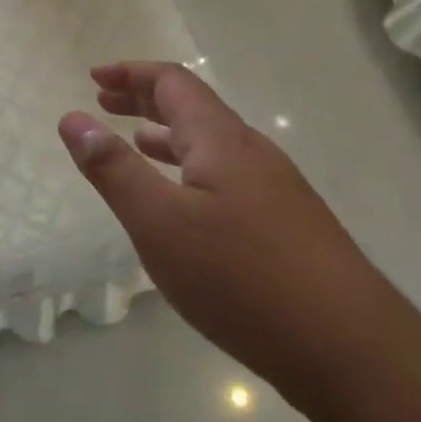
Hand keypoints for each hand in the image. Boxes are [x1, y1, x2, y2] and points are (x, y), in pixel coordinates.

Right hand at [59, 62, 380, 387]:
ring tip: (135, 141)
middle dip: (145, 98)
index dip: (131, 73)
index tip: (94, 78)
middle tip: (104, 102)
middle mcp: (252, 152)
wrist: (348, 348)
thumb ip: (114, 169)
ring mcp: (276, 189)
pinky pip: (227, 176)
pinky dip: (192, 170)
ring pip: (212, 144)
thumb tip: (72, 118)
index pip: (173, 82)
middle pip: (194, 107)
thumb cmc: (241, 277)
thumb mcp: (159, 222)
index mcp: (221, 139)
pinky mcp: (287, 225)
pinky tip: (185, 203)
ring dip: (168, 135)